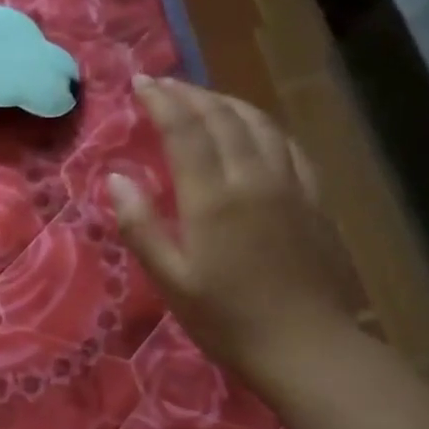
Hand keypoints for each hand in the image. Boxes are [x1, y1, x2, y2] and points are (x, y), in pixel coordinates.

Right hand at [109, 76, 354, 382]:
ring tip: (203, 98)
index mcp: (213, 197)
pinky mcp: (313, 198)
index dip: (161, 101)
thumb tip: (115, 178)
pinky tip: (255, 129)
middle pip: (222, 117)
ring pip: (258, 123)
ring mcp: (289, 184)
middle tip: (163, 84)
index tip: (140, 82)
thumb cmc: (227, 319)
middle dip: (189, 94)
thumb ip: (141, 226)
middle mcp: (253, 177)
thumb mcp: (171, 280)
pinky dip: (263, 125)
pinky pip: (288, 144)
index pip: (185, 130)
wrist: (306, 346)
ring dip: (226, 102)